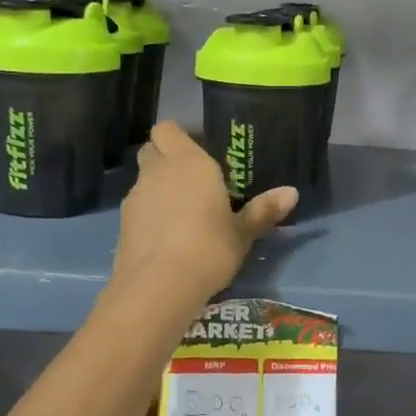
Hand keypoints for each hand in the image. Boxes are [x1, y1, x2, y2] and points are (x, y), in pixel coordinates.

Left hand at [109, 121, 296, 303]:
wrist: (157, 287)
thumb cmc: (208, 248)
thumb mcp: (243, 233)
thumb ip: (263, 210)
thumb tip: (292, 192)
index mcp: (189, 162)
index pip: (169, 128)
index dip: (180, 136)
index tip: (200, 150)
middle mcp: (158, 171)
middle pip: (152, 149)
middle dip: (166, 157)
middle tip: (192, 178)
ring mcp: (136, 197)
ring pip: (144, 179)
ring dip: (158, 187)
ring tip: (182, 211)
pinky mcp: (122, 224)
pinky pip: (138, 207)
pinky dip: (149, 213)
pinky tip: (167, 236)